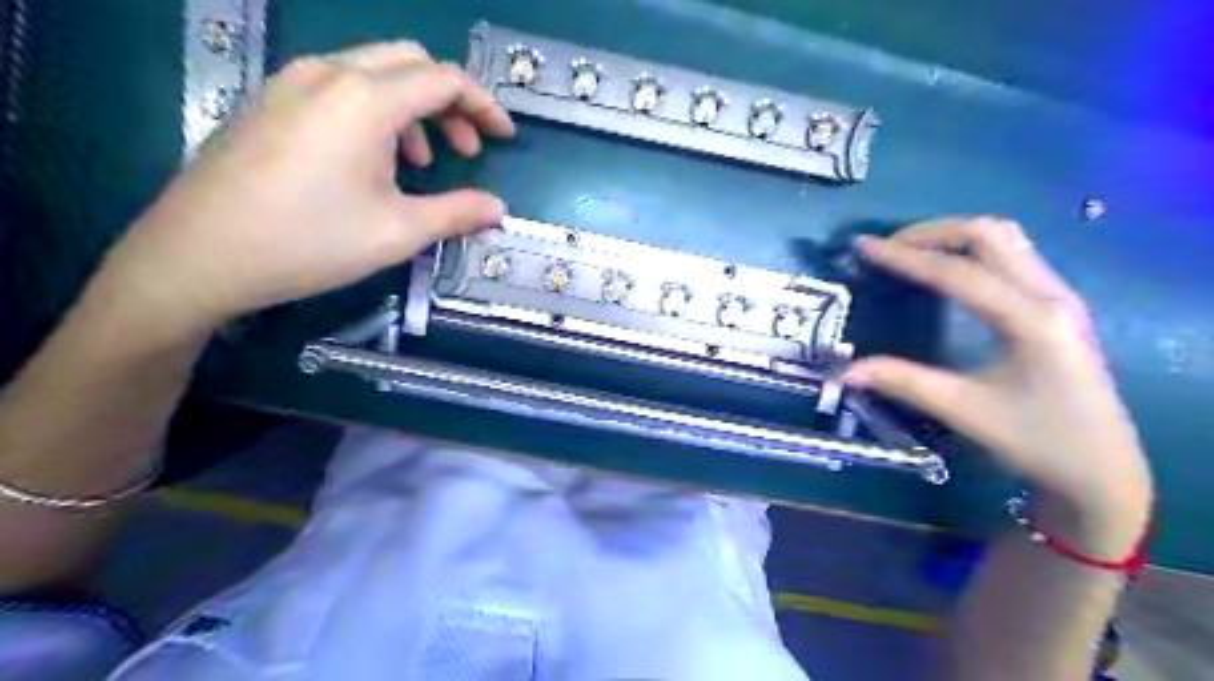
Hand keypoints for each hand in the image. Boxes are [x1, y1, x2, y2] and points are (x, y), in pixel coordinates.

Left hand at [96, 41, 510, 332]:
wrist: (200, 254)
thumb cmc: (311, 241)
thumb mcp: (398, 232)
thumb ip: (457, 213)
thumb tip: (498, 211)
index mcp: (366, 100)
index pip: (444, 80)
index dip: (483, 106)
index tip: (504, 138)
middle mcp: (329, 74)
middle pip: (410, 62)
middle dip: (450, 102)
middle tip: (467, 150)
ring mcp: (292, 82)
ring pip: (373, 71)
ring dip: (413, 108)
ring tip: (421, 163)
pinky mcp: (271, 100)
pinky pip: (339, 86)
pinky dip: (376, 111)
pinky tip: (372, 160)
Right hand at [842, 222, 1148, 556]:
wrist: (1102, 469)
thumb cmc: (1036, 441)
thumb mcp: (964, 410)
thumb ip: (903, 382)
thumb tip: (845, 371)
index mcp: (1031, 320)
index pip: (959, 271)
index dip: (906, 256)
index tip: (865, 246)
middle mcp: (1050, 295)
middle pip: (989, 235)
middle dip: (932, 233)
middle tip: (887, 248)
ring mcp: (1060, 296)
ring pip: (1006, 238)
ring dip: (954, 236)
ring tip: (911, 252)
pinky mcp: (1058, 305)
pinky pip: (1013, 254)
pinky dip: (972, 249)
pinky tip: (948, 270)